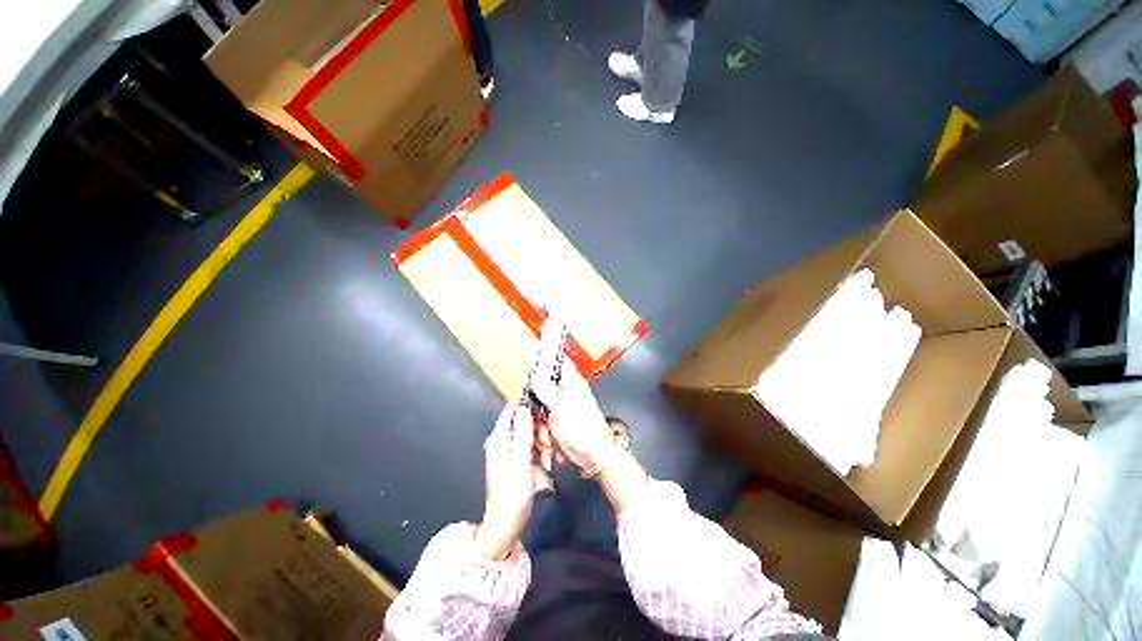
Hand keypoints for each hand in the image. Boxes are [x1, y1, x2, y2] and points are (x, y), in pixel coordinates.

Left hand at [476, 401, 552, 559]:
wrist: (507, 524)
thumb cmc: (512, 493)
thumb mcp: (520, 461)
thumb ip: (523, 432)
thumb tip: (524, 406)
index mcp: (499, 437)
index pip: (512, 409)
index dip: (529, 408)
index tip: (544, 416)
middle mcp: (504, 440)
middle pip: (526, 421)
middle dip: (540, 431)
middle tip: (546, 448)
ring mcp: (512, 450)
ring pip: (533, 434)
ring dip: (544, 444)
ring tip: (547, 462)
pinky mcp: (520, 459)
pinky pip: (534, 446)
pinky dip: (542, 453)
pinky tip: (547, 465)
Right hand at [530, 328, 615, 471]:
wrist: (594, 455)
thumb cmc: (584, 429)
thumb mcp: (561, 407)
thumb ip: (546, 387)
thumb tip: (534, 371)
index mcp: (570, 379)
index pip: (554, 358)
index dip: (542, 357)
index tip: (531, 361)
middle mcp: (564, 387)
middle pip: (539, 381)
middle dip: (534, 399)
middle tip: (539, 412)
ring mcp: (559, 402)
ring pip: (536, 401)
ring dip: (537, 418)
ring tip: (547, 431)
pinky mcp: (554, 416)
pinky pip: (539, 416)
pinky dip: (539, 427)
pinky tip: (547, 439)